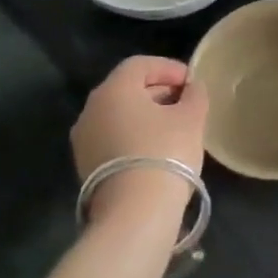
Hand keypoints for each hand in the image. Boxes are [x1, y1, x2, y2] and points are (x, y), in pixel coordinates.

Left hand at [70, 56, 207, 182]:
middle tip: (185, 102)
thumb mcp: (191, 117)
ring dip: (145, 114)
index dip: (169, 68)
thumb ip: (194, 95)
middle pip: (126, 88)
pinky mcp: (85, 166)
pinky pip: (112, 137)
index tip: (192, 82)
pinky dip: (133, 134)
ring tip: (174, 127)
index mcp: (113, 90)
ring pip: (118, 114)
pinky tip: (157, 149)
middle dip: (158, 90)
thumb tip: (192, 88)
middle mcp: (91, 109)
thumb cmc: (166, 151)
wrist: (135, 212)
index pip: (140, 64)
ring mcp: (84, 140)